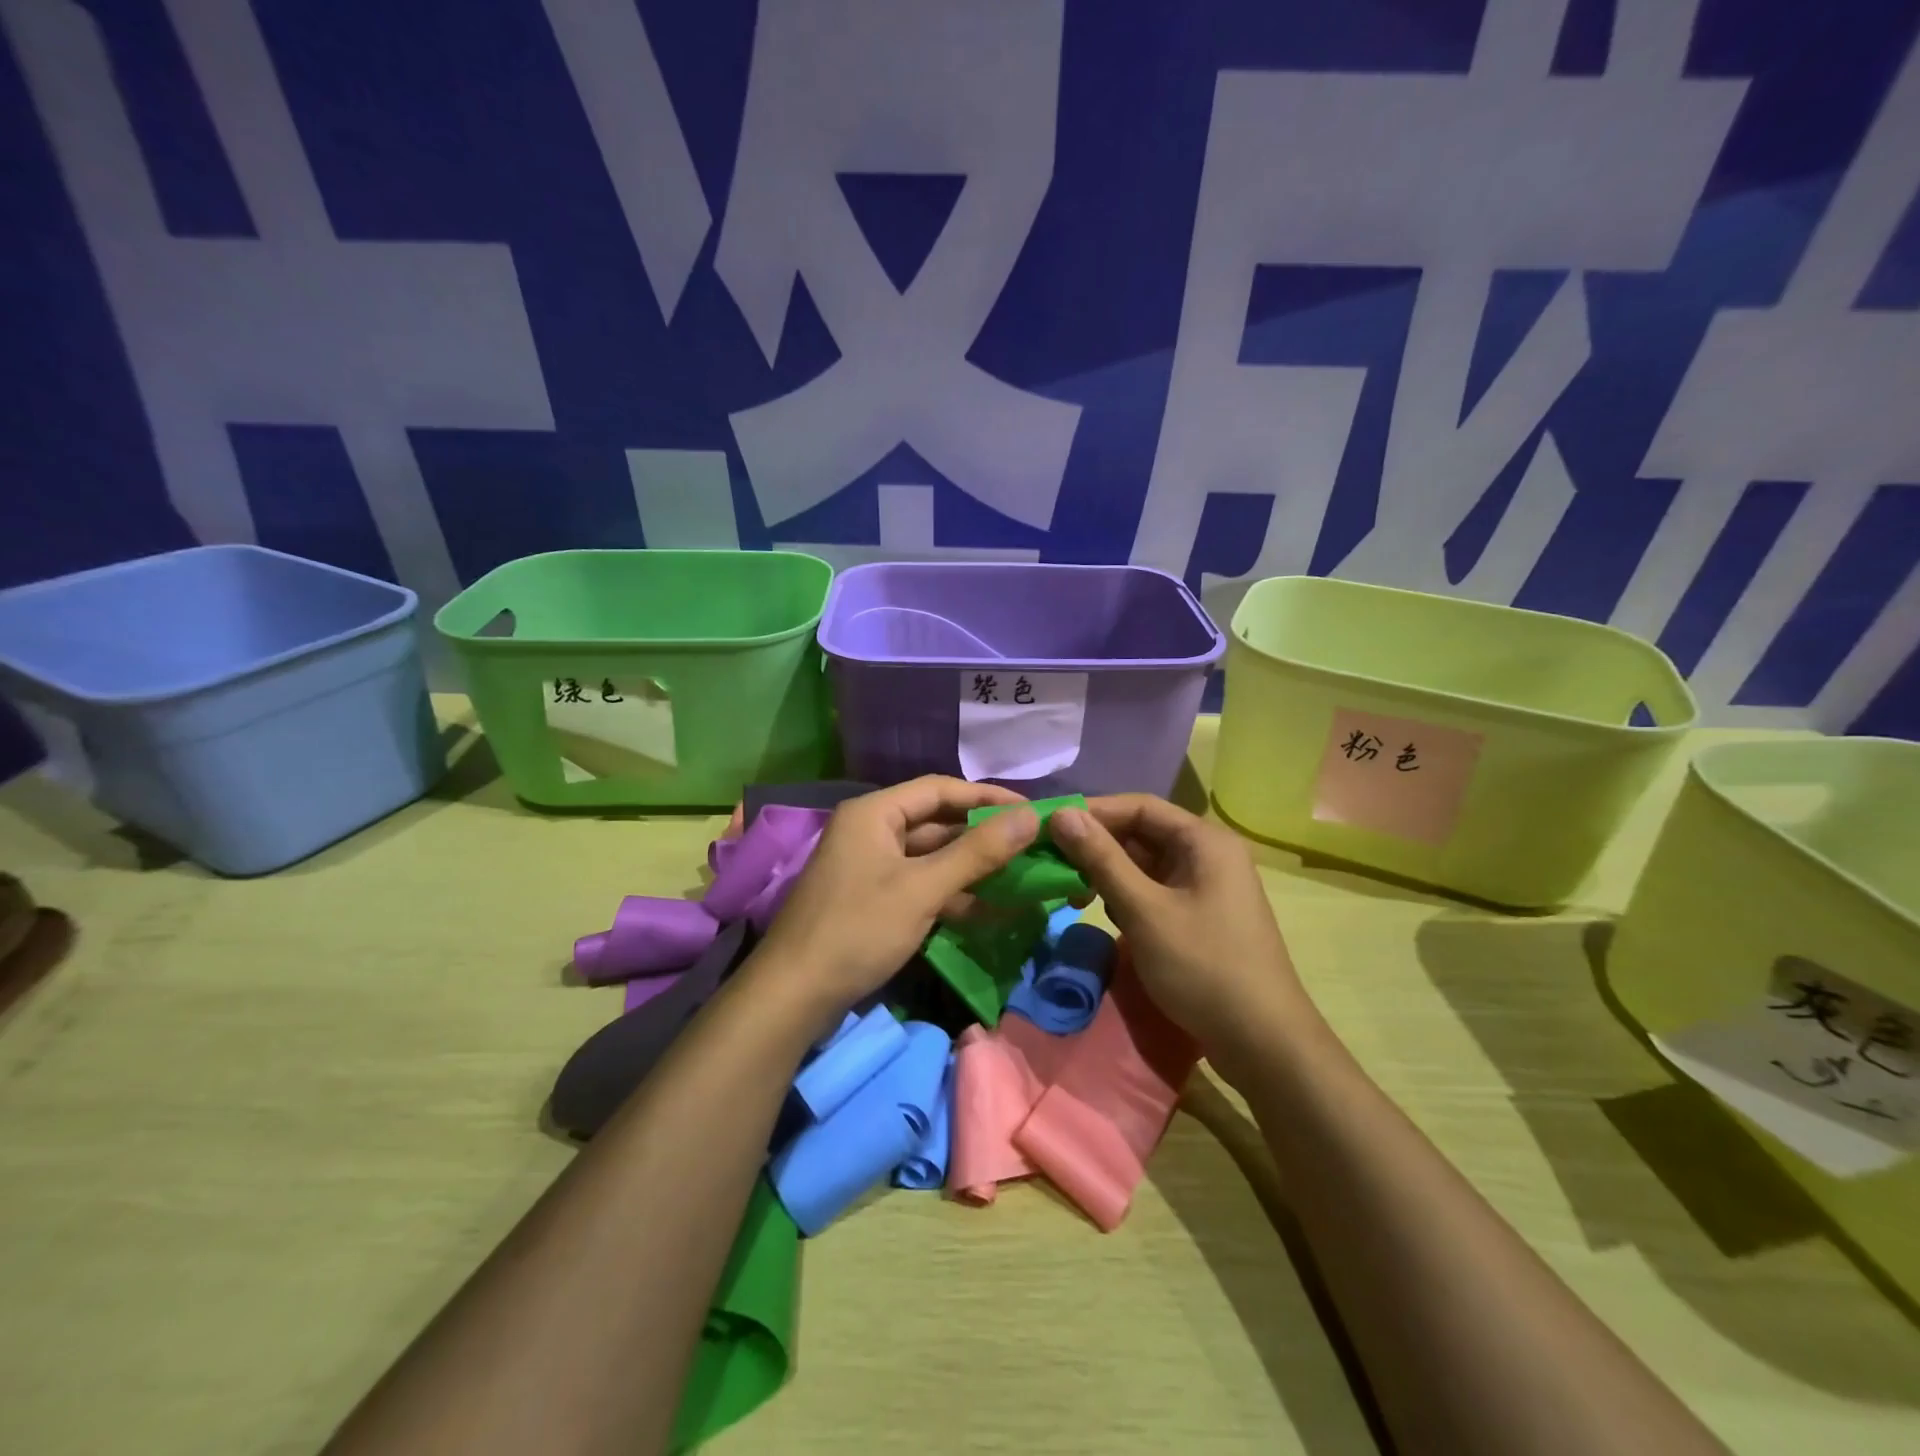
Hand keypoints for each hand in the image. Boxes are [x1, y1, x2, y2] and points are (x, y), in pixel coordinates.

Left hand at [750, 777, 1039, 1018]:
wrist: (793, 996)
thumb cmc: (858, 929)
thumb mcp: (923, 888)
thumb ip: (978, 852)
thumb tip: (1032, 817)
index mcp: (875, 813)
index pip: (940, 789)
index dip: (987, 796)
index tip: (1030, 811)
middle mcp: (871, 831)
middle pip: (937, 823)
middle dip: (983, 836)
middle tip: (1031, 845)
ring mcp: (870, 867)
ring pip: (931, 857)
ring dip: (972, 868)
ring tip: (1020, 878)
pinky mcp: (873, 900)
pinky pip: (921, 885)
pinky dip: (952, 894)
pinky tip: (989, 909)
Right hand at [1049, 796, 1313, 1065]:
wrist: (1263, 1043)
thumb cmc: (1203, 967)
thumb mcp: (1144, 910)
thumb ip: (1102, 859)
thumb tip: (1062, 814)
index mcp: (1204, 840)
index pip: (1139, 806)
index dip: (1093, 812)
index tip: (1049, 826)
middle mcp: (1208, 854)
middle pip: (1142, 834)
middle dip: (1097, 847)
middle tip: (1052, 863)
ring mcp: (1206, 887)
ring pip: (1146, 865)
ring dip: (1108, 873)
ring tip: (1072, 892)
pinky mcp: (1201, 916)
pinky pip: (1155, 891)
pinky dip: (1127, 897)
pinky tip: (1106, 914)